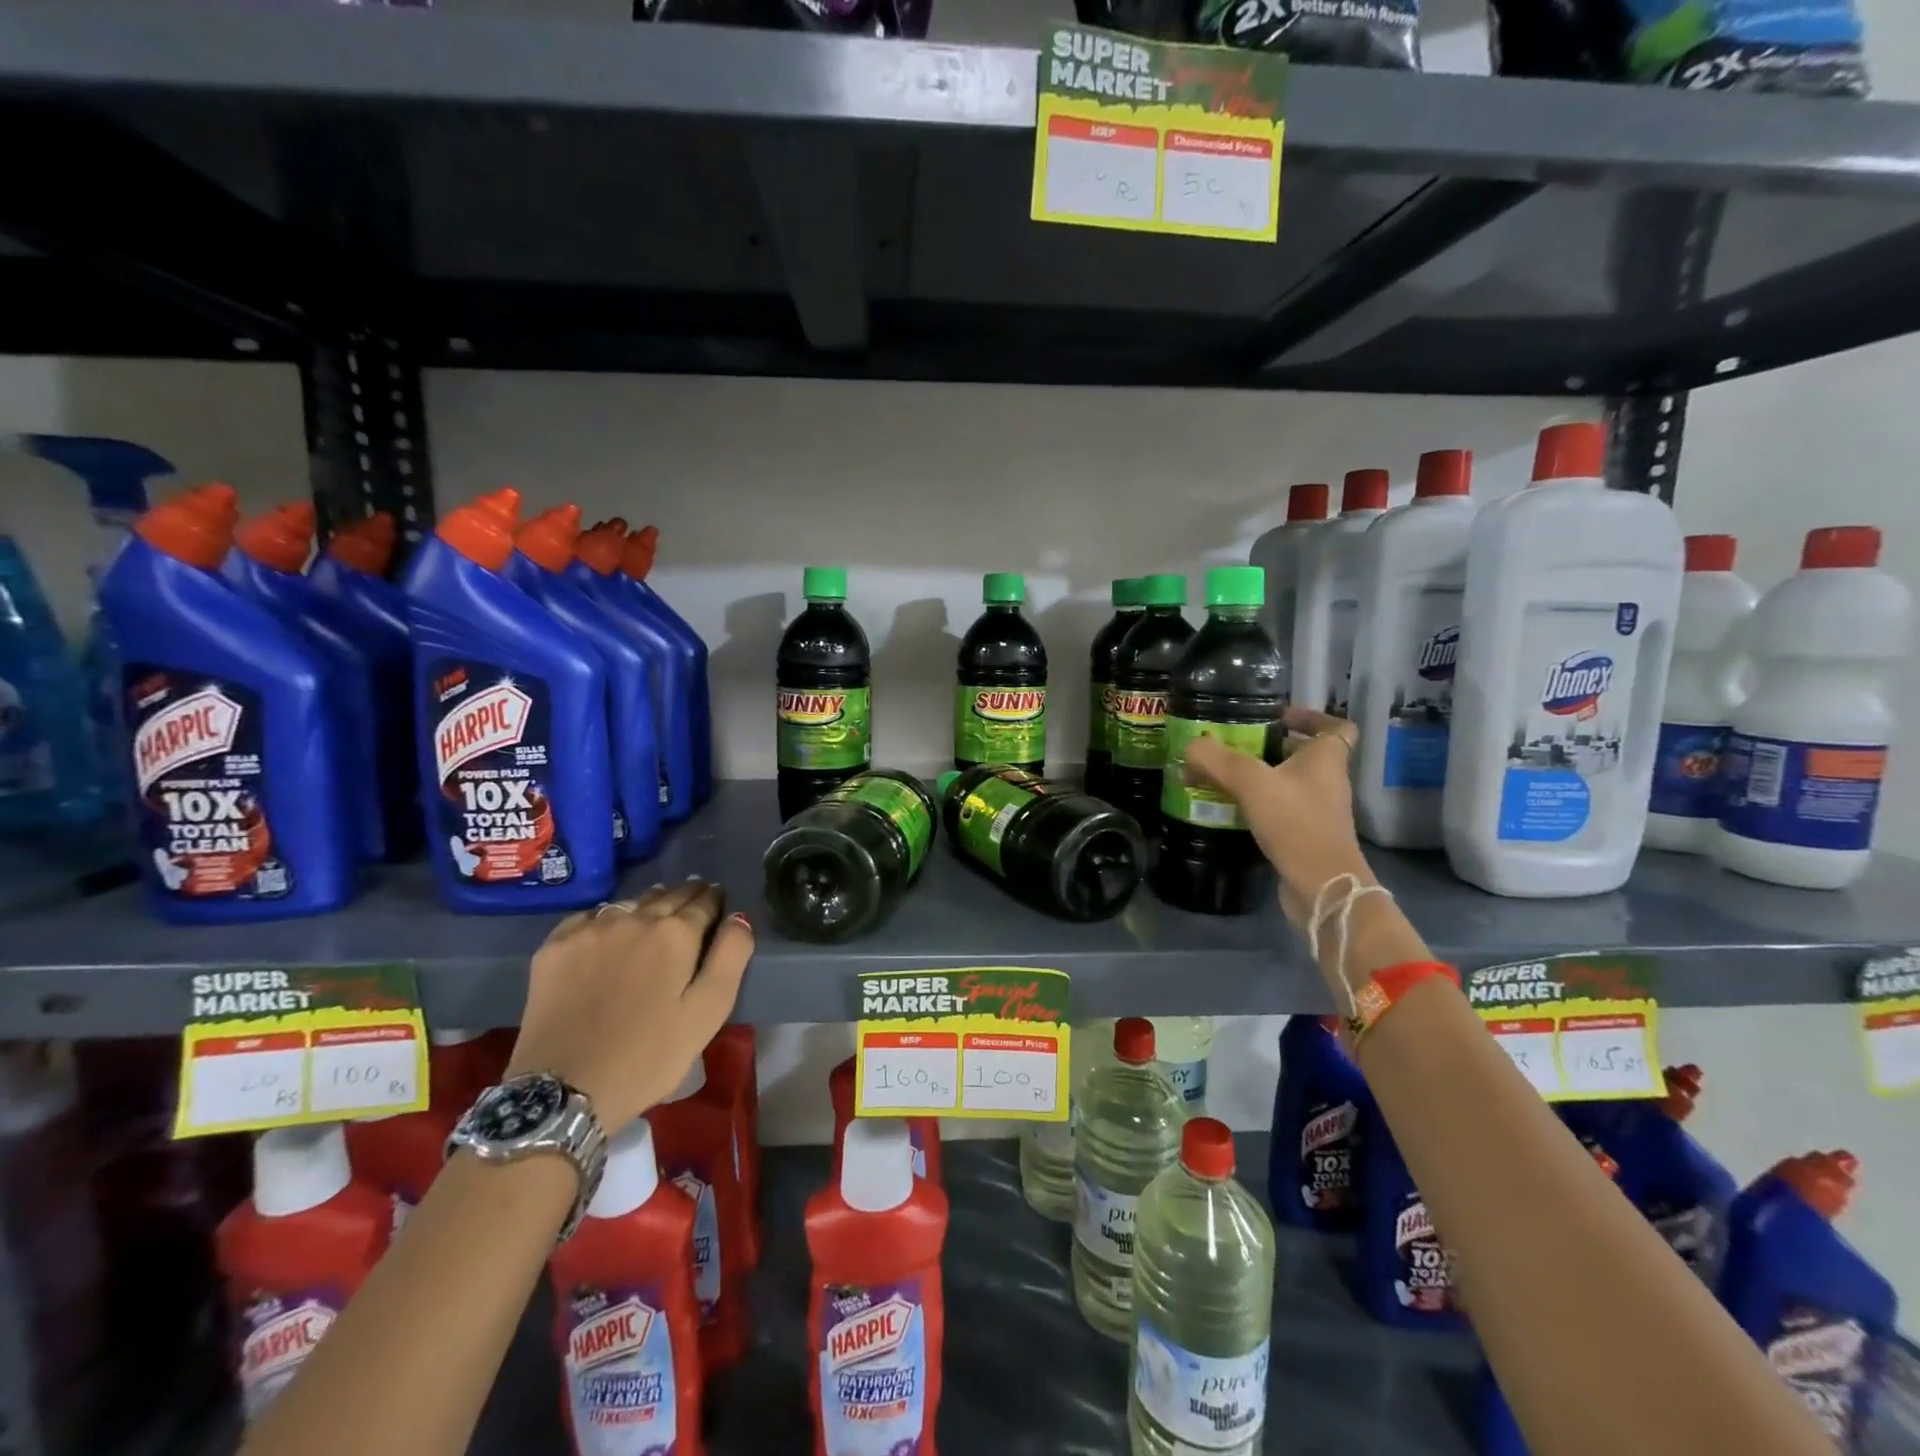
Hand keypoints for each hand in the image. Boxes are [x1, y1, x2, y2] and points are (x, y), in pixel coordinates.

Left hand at [506, 880, 752, 1129]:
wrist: (563, 1090)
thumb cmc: (649, 1056)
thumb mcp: (708, 1012)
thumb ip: (731, 957)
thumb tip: (738, 917)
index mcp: (676, 933)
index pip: (704, 902)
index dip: (715, 900)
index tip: (718, 899)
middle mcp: (634, 918)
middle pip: (667, 896)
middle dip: (685, 896)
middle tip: (694, 897)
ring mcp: (590, 929)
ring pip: (630, 902)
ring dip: (649, 903)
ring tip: (657, 909)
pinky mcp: (555, 946)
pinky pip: (590, 917)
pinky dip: (607, 918)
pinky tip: (609, 930)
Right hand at [1181, 705, 1370, 927]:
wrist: (1321, 887)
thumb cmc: (1295, 823)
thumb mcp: (1251, 782)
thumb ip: (1217, 759)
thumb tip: (1191, 745)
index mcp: (1327, 759)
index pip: (1336, 727)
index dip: (1311, 717)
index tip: (1279, 717)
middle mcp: (1327, 782)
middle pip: (1303, 755)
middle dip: (1270, 748)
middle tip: (1234, 746)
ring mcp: (1317, 812)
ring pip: (1287, 784)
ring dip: (1258, 778)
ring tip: (1220, 776)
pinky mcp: (1304, 837)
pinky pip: (1278, 811)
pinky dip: (1255, 806)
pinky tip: (1227, 809)